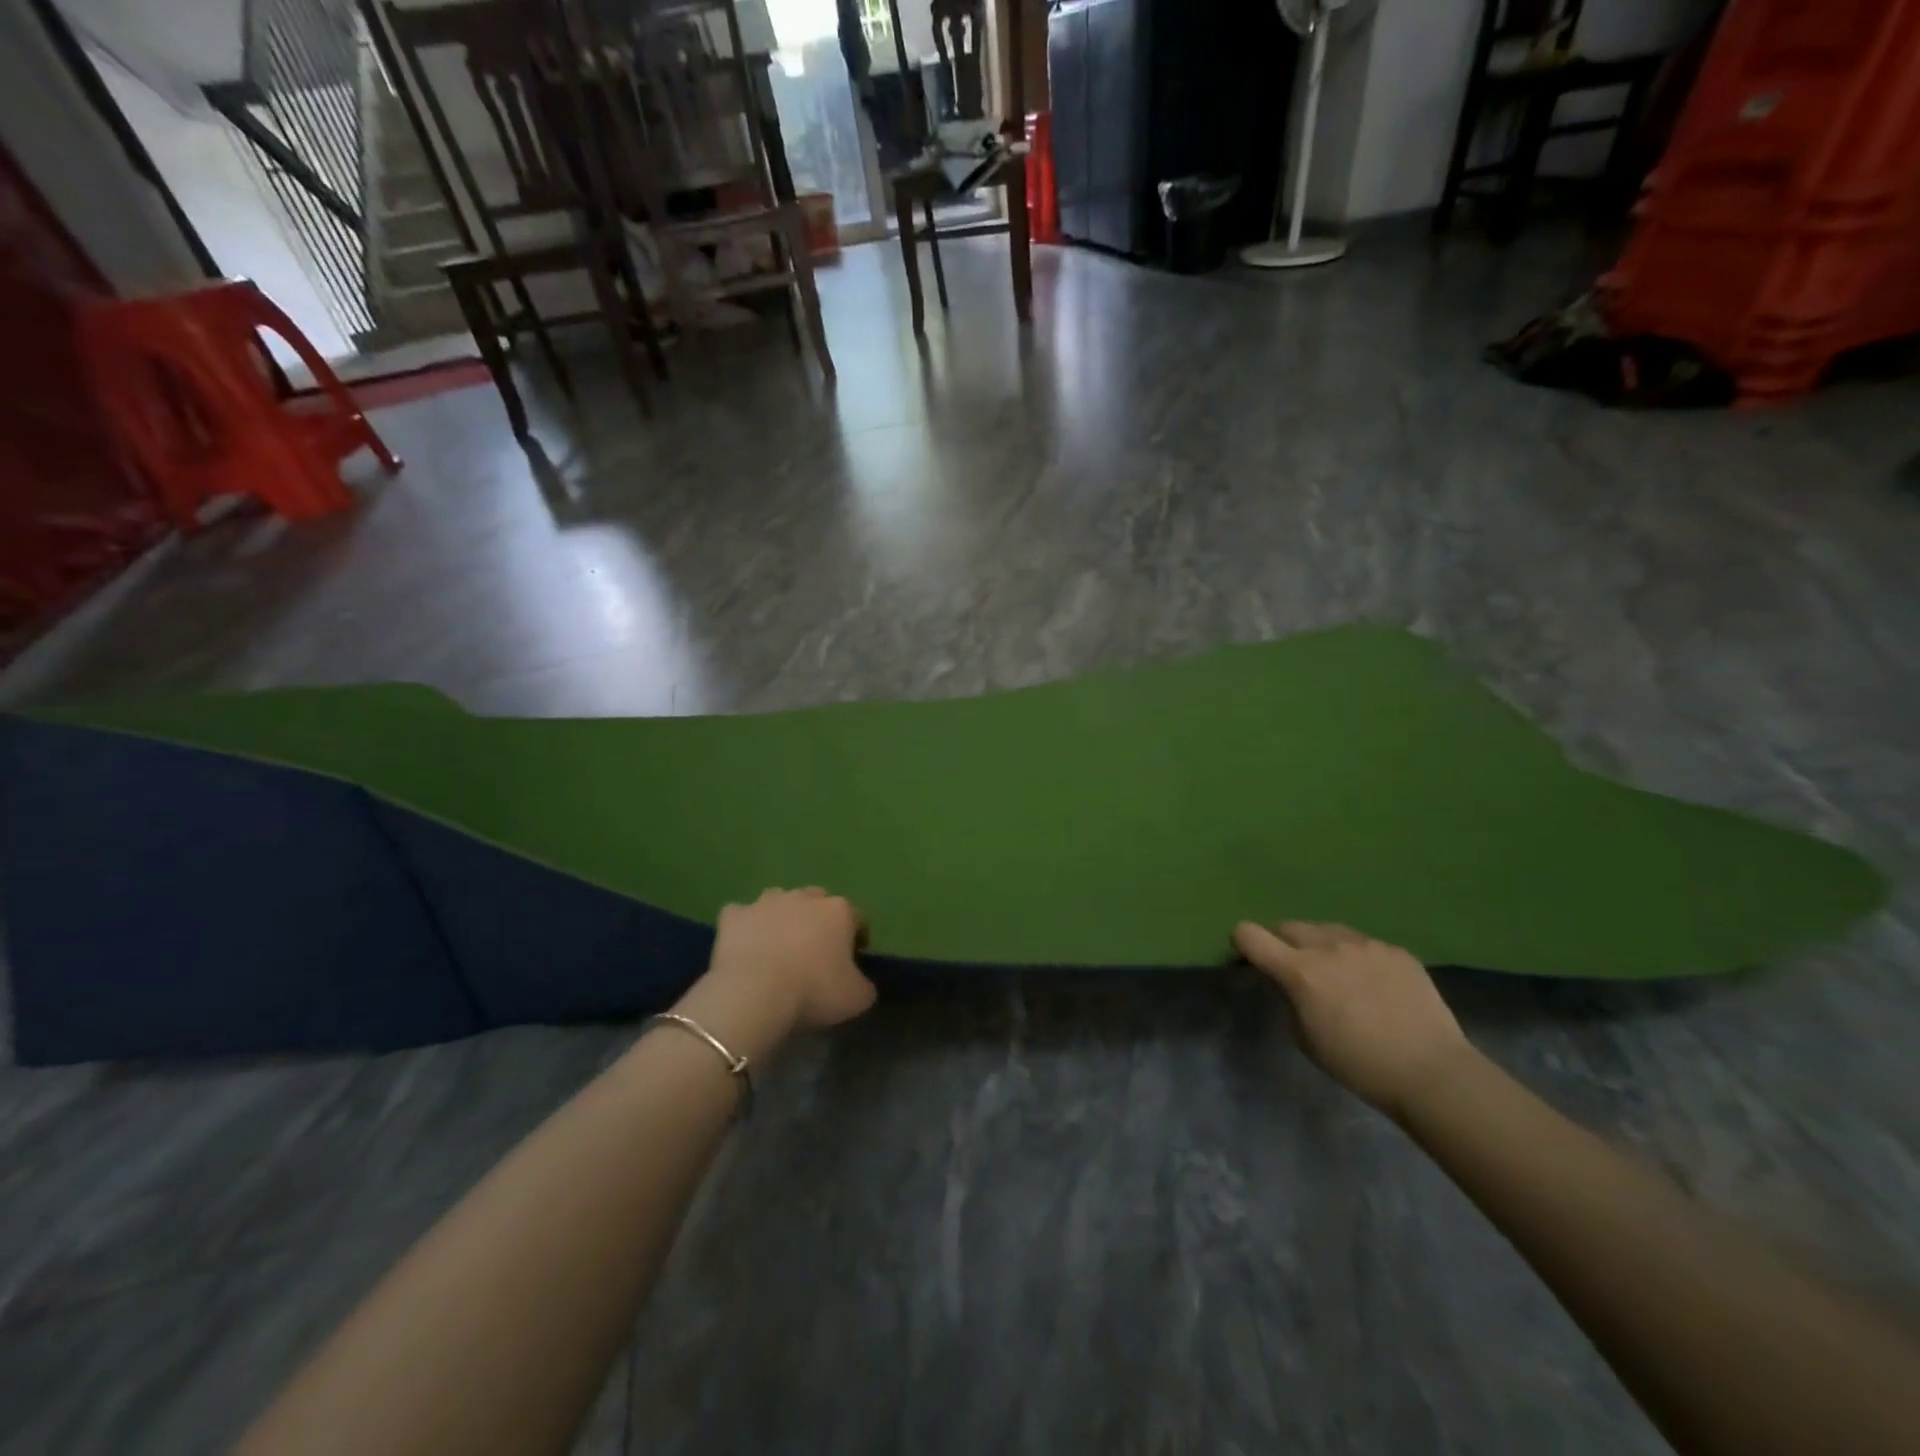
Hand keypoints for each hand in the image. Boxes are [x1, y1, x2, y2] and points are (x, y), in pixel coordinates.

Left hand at [680, 888, 875, 1060]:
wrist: (754, 994)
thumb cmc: (813, 992)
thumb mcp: (857, 998)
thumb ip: (865, 984)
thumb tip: (860, 982)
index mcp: (839, 911)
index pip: (857, 918)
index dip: (857, 937)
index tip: (852, 958)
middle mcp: (804, 897)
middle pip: (817, 902)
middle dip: (818, 921)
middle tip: (814, 951)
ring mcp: (766, 902)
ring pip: (779, 901)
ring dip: (782, 917)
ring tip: (778, 946)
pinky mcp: (734, 915)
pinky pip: (742, 916)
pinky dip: (745, 927)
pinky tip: (745, 946)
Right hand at [1233, 920, 1473, 1119]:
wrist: (1432, 1072)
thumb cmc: (1359, 1064)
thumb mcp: (1305, 1038)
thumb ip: (1290, 999)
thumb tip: (1291, 984)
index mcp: (1299, 970)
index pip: (1250, 934)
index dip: (1241, 943)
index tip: (1247, 959)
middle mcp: (1328, 946)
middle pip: (1287, 925)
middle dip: (1280, 942)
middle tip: (1291, 968)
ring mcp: (1366, 944)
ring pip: (1327, 930)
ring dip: (1319, 945)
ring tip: (1334, 973)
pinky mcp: (1396, 951)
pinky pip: (1363, 944)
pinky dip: (1355, 957)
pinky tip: (1372, 984)